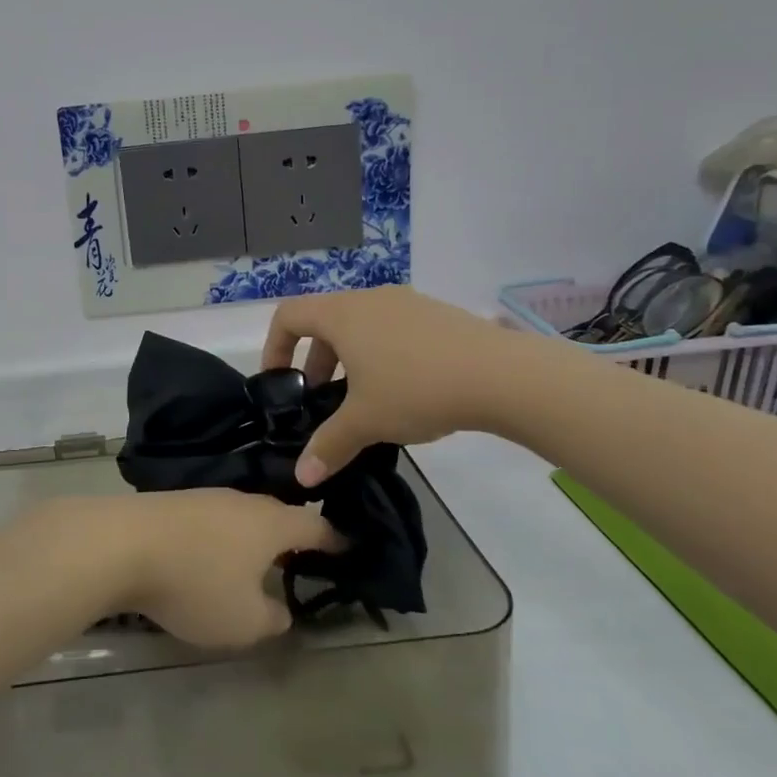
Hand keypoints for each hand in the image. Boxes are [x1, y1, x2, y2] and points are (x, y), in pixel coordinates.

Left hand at [51, 489, 342, 649]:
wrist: (121, 544)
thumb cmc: (196, 582)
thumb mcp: (244, 621)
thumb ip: (272, 618)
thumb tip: (280, 609)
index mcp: (271, 523)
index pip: (315, 525)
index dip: (335, 539)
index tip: (349, 547)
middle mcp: (242, 501)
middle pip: (277, 515)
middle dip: (291, 536)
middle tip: (302, 557)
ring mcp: (204, 497)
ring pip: (241, 516)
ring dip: (252, 537)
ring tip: (255, 561)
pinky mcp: (173, 503)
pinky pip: (211, 520)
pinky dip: (220, 537)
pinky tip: (210, 554)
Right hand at [262, 285, 537, 485]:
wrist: (501, 374)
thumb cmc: (416, 389)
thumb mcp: (366, 421)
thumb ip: (328, 445)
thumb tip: (302, 477)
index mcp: (342, 315)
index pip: (289, 316)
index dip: (275, 346)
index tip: (280, 380)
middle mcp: (369, 299)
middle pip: (325, 321)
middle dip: (315, 361)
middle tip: (321, 398)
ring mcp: (407, 302)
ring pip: (361, 326)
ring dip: (350, 359)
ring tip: (363, 398)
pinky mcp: (437, 314)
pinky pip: (393, 328)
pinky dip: (382, 353)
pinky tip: (405, 390)